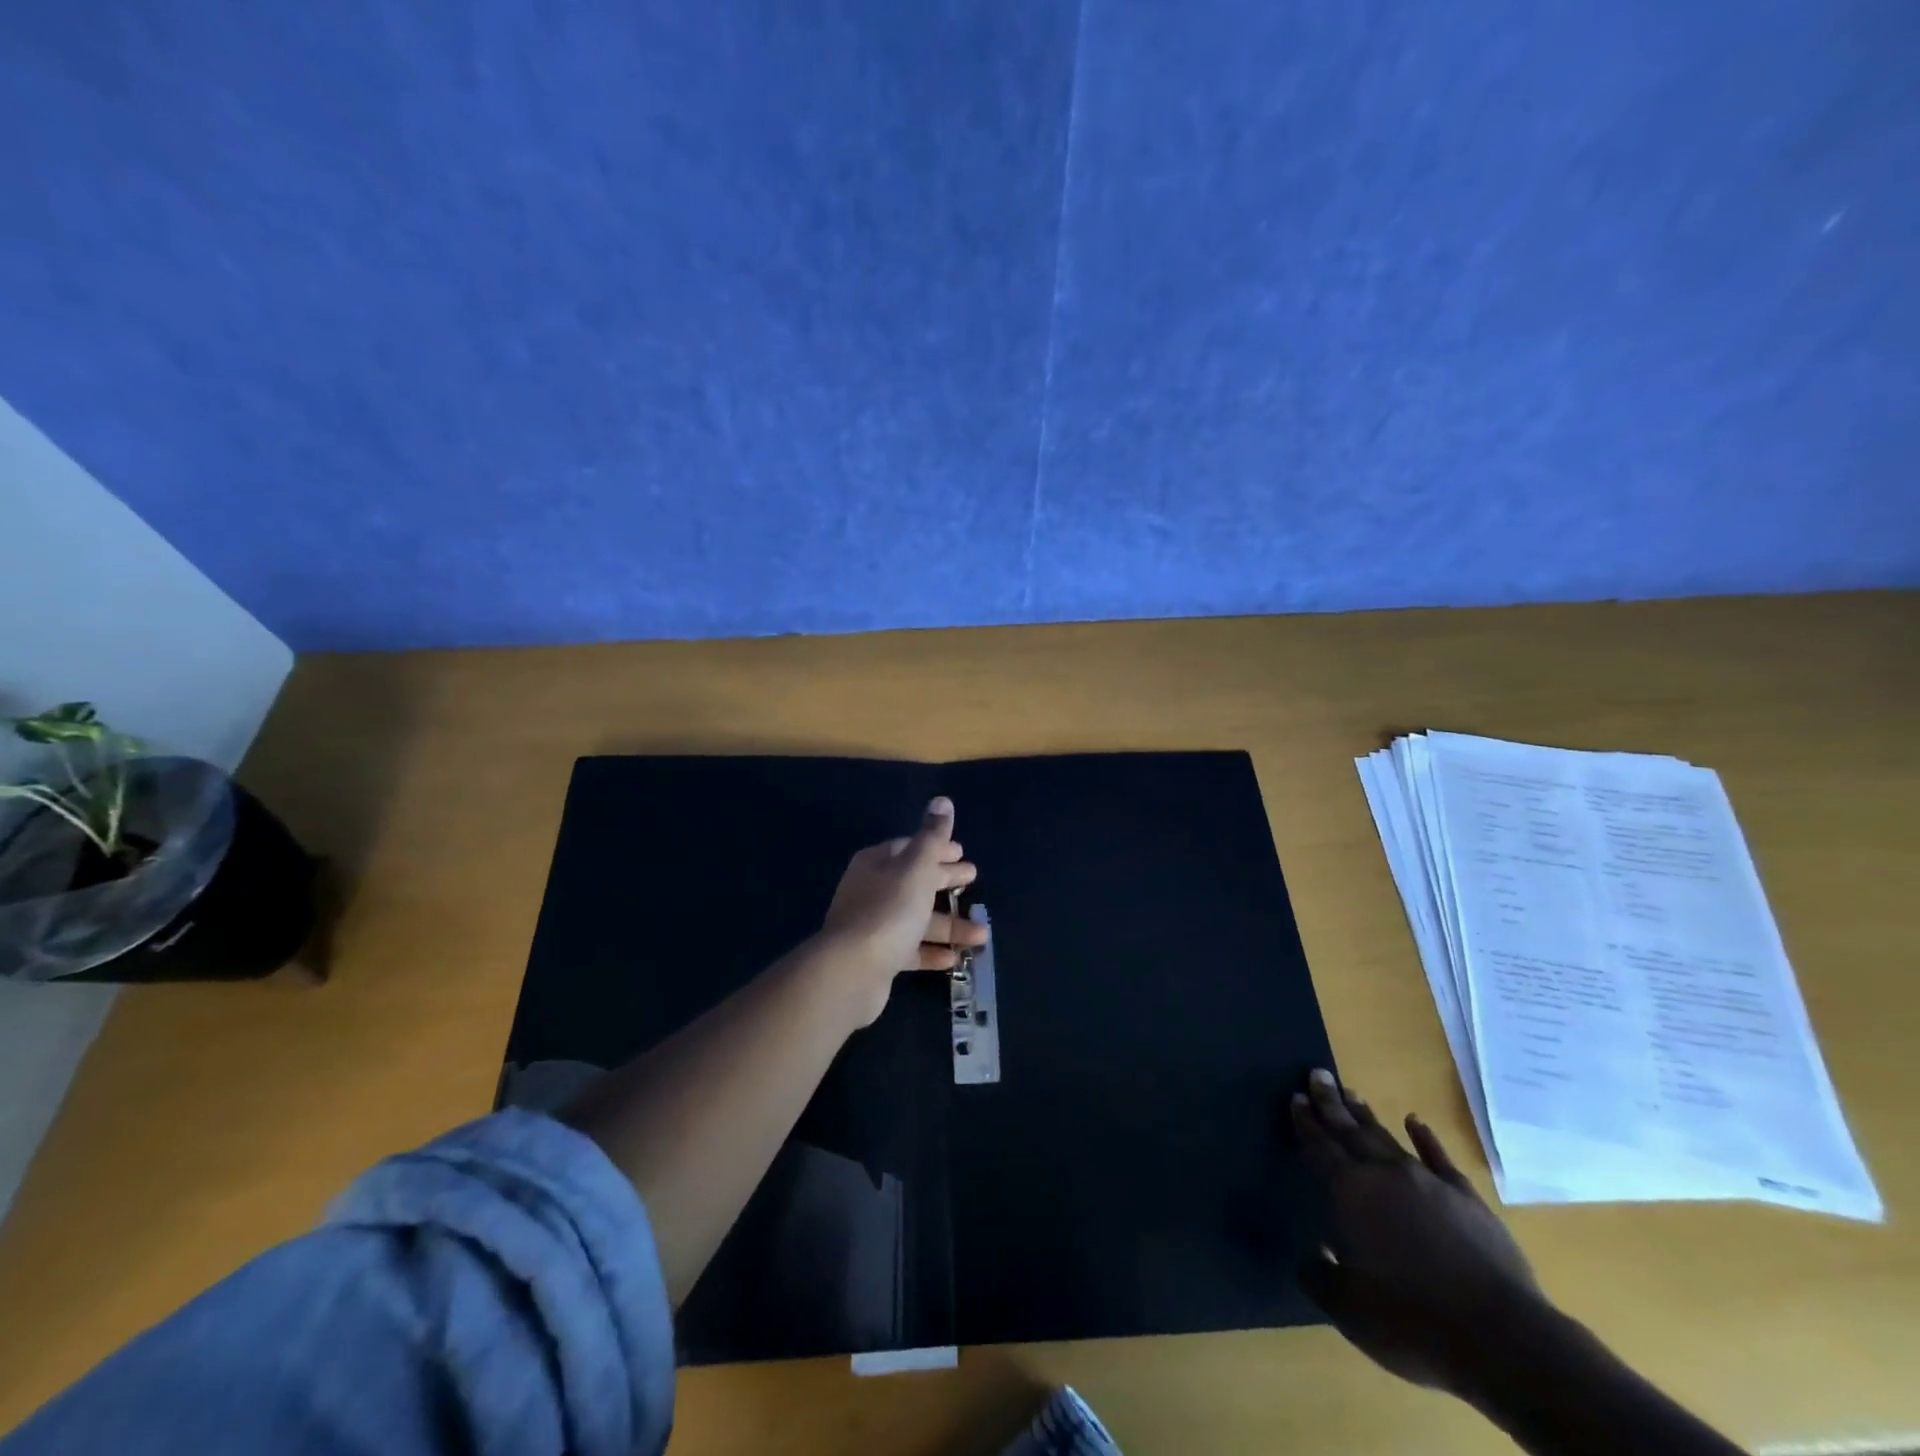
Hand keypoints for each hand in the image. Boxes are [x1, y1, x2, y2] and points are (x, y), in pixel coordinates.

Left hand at [818, 797, 983, 1026]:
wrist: (852, 970)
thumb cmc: (889, 910)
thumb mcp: (917, 867)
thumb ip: (932, 836)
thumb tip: (942, 800)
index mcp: (877, 863)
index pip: (910, 848)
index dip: (937, 848)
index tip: (962, 853)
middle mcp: (871, 890)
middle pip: (914, 881)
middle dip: (945, 881)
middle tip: (973, 879)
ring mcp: (872, 925)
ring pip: (917, 919)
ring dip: (949, 924)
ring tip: (982, 933)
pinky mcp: (877, 958)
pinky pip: (910, 949)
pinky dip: (932, 950)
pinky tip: (955, 956)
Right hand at [1293, 1069, 1549, 1398]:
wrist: (1502, 1338)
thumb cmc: (1413, 1322)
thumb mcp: (1349, 1310)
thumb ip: (1320, 1276)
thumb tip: (1309, 1255)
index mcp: (1349, 1193)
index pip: (1319, 1148)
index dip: (1306, 1122)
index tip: (1296, 1096)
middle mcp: (1383, 1175)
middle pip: (1350, 1130)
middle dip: (1331, 1102)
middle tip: (1318, 1074)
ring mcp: (1427, 1182)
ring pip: (1387, 1138)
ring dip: (1366, 1116)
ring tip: (1351, 1093)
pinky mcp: (1465, 1197)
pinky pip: (1438, 1157)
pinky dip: (1425, 1137)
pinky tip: (1416, 1122)